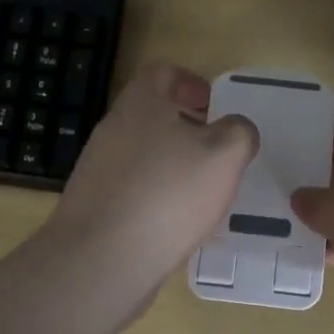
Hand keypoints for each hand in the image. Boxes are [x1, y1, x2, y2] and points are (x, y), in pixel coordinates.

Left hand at [47, 63, 257, 289]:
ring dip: (173, 166)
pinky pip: (132, 190)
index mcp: (142, 104)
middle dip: (187, 129)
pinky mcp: (94, 205)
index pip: (164, 73)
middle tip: (217, 153)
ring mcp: (98, 168)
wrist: (101, 259)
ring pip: (143, 154)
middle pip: (153, 115)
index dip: (192, 83)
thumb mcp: (224, 155)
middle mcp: (113, 128)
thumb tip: (236, 129)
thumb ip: (239, 132)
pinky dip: (156, 198)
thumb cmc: (168, 195)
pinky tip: (176, 224)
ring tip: (203, 193)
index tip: (215, 108)